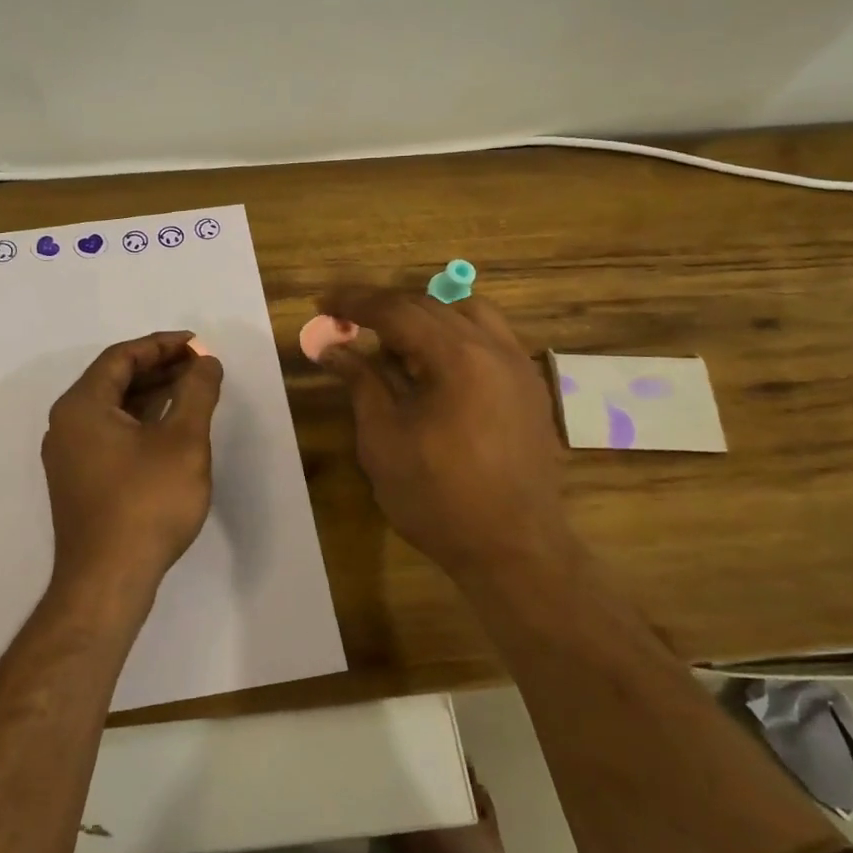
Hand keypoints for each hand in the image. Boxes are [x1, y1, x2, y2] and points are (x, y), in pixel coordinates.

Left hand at [42, 332, 224, 604]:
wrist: (108, 581)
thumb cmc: (147, 502)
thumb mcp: (183, 440)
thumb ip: (197, 392)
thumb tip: (205, 361)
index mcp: (82, 405)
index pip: (122, 357)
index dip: (162, 345)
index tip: (198, 344)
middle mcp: (66, 424)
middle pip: (114, 380)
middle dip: (159, 368)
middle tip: (200, 365)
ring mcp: (69, 455)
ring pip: (113, 409)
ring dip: (151, 395)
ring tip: (192, 390)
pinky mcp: (79, 481)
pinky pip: (110, 434)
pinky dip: (140, 422)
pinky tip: (171, 428)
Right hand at [316, 287, 568, 578]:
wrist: (515, 550)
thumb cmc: (438, 498)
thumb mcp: (384, 439)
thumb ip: (361, 383)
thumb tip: (332, 349)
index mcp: (458, 357)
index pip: (398, 310)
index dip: (356, 303)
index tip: (323, 302)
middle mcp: (495, 349)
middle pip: (432, 306)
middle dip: (385, 307)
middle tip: (346, 320)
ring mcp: (519, 367)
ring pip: (467, 314)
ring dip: (424, 317)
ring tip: (392, 341)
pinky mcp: (529, 389)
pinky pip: (489, 340)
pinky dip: (454, 336)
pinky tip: (432, 365)